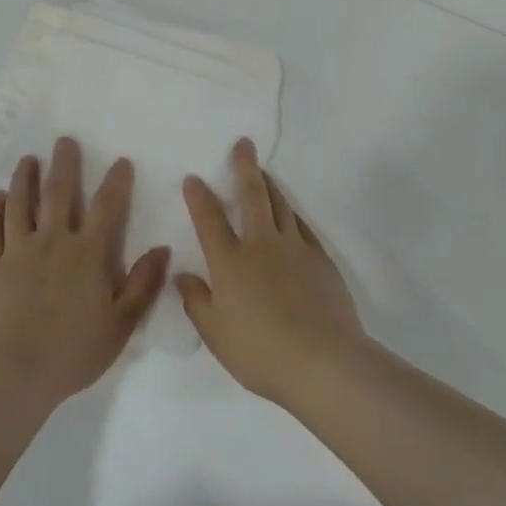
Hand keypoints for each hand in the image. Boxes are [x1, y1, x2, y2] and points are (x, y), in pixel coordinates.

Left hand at [0, 138, 169, 408]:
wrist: (11, 374)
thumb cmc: (71, 352)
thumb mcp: (120, 325)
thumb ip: (143, 285)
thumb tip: (162, 249)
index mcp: (87, 255)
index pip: (107, 208)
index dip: (116, 182)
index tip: (120, 161)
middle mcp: (52, 242)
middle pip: (59, 194)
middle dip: (64, 165)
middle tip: (64, 141)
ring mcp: (17, 252)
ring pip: (21, 205)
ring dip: (26, 179)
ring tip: (28, 160)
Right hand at [177, 139, 368, 406]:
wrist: (322, 360)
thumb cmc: (260, 352)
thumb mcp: (216, 334)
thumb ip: (197, 302)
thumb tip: (183, 275)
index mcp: (230, 262)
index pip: (209, 220)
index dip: (199, 197)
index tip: (194, 178)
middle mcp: (261, 245)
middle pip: (252, 196)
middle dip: (245, 167)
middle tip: (244, 144)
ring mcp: (294, 248)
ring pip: (280, 205)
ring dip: (269, 184)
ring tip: (263, 170)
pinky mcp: (320, 258)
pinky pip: (302, 225)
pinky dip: (292, 213)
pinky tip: (290, 212)